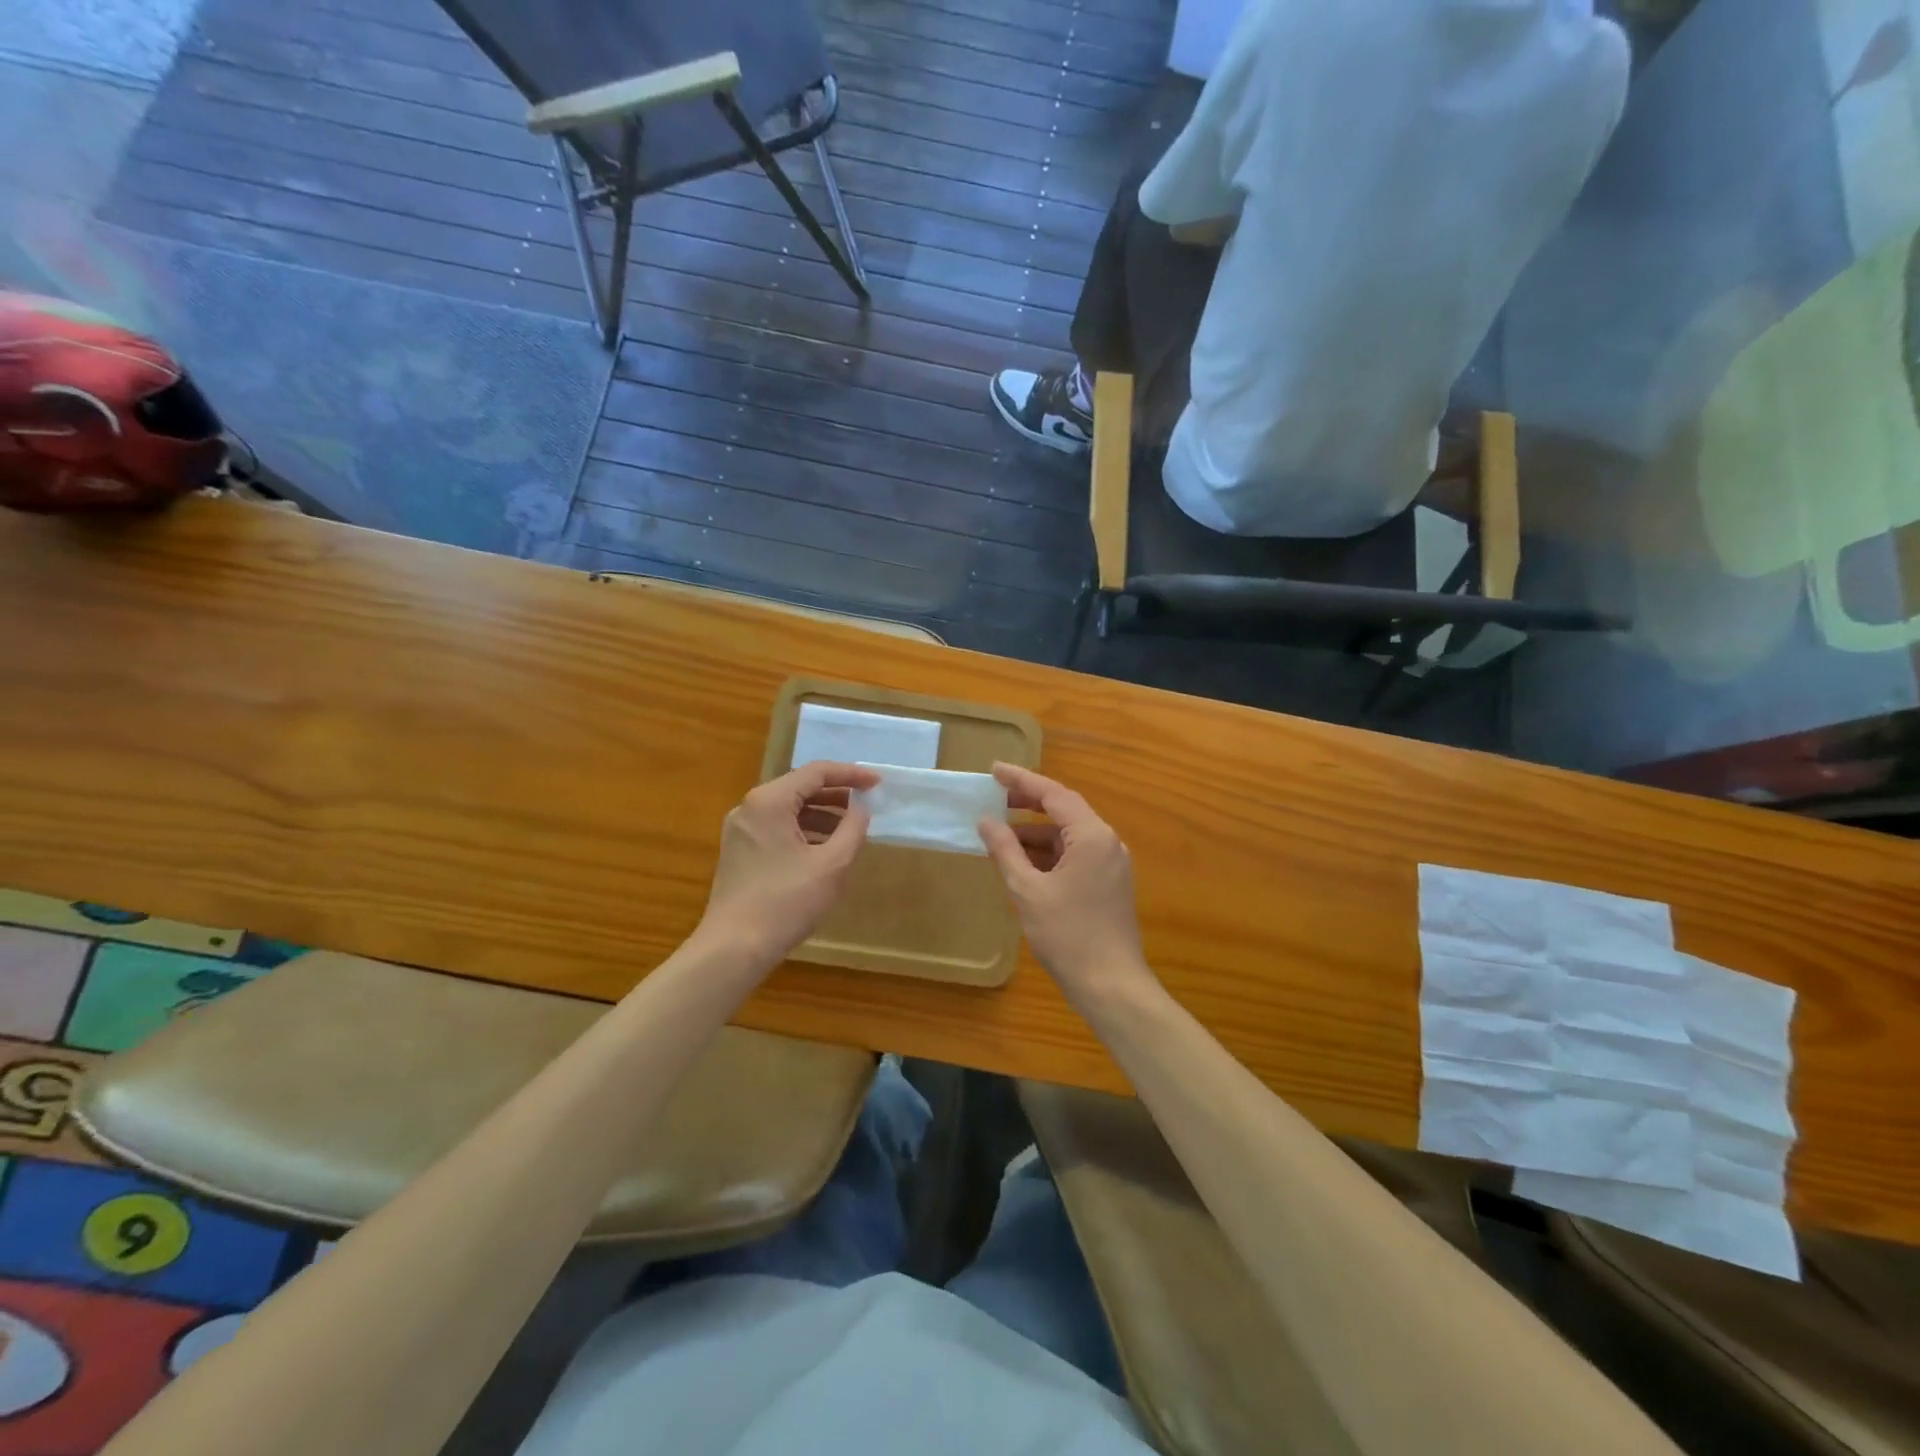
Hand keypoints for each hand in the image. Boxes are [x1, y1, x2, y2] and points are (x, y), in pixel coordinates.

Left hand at [698, 762, 878, 969]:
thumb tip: (861, 809)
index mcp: (770, 801)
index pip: (816, 773)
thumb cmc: (786, 902)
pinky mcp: (739, 852)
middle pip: (800, 788)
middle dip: (836, 796)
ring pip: (788, 810)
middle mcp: (750, 808)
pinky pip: (777, 829)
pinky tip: (824, 850)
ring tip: (851, 831)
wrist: (734, 948)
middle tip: (867, 806)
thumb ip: (852, 829)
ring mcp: (740, 830)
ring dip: (821, 816)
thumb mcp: (831, 864)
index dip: (851, 775)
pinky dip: (803, 832)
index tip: (877, 785)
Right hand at [978, 763, 1157, 1008]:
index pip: (1054, 794)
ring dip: (1036, 833)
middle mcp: (1107, 842)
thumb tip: (986, 821)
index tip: (993, 770)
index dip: (1021, 780)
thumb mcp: (1027, 890)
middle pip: (1064, 810)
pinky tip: (1023, 862)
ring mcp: (1111, 864)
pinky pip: (1075, 855)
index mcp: (1092, 836)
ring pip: (1069, 835)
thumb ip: (1005, 851)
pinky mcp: (1109, 884)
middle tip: (994, 798)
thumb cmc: (1067, 935)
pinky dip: (1049, 854)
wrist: (1111, 985)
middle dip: (1028, 803)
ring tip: (1000, 835)